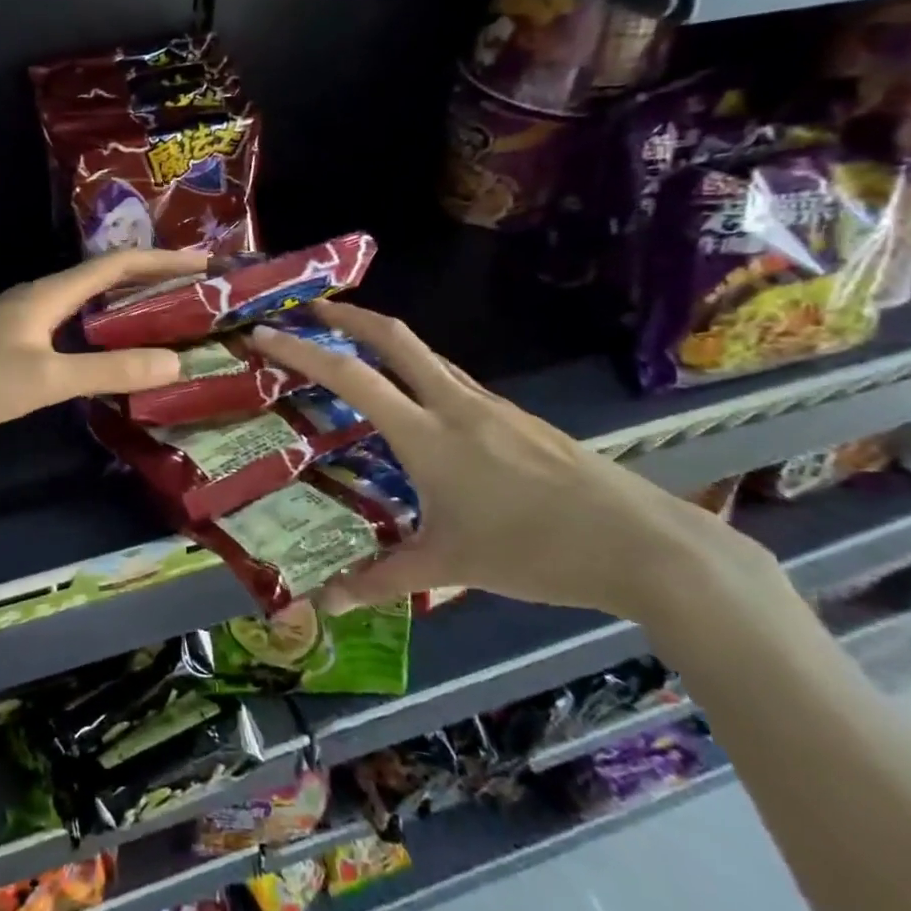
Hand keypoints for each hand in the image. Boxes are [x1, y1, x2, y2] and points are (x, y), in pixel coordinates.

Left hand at [0, 249, 209, 442]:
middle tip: (195, 291)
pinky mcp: (14, 338)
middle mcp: (39, 295)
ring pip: (87, 300)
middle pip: (104, 276)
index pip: (116, 265)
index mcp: (49, 293)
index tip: (205, 264)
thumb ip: (109, 371)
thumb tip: (173, 363)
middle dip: (151, 278)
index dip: (163, 261)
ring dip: (127, 302)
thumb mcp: (47, 379)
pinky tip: (112, 347)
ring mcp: (24, 317)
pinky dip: (102, 326)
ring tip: (166, 314)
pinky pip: (72, 321)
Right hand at [248, 303, 763, 621]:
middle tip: (313, 309)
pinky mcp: (520, 421)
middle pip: (396, 338)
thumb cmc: (534, 551)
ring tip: (357, 356)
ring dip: (387, 344)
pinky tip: (424, 411)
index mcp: (427, 435)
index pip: (352, 378)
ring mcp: (493, 408)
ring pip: (428, 358)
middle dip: (349, 316)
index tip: (267, 332)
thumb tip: (327, 602)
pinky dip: (422, 376)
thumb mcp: (449, 567)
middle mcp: (456, 406)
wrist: (644, 546)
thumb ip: (382, 580)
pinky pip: (456, 384)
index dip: (304, 351)